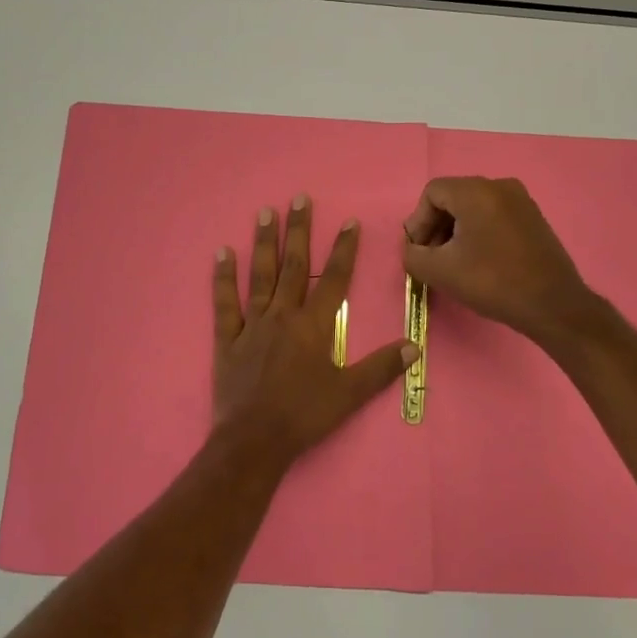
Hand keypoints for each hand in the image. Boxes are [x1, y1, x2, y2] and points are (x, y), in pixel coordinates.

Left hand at [212, 195, 418, 466]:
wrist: (255, 440)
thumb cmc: (305, 416)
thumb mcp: (350, 394)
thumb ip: (381, 367)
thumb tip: (415, 346)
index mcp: (314, 326)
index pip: (335, 279)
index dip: (344, 249)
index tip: (350, 222)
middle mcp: (284, 315)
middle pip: (295, 265)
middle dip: (300, 230)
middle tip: (299, 197)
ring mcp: (252, 324)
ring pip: (260, 275)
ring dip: (263, 242)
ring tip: (264, 212)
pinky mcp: (227, 337)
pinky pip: (224, 301)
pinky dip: (222, 277)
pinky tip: (221, 252)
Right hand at [402, 177, 595, 343]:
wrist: (552, 305)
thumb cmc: (492, 282)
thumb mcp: (440, 272)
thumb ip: (413, 256)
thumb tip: (412, 250)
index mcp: (476, 191)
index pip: (432, 193)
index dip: (418, 222)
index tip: (418, 251)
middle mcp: (500, 186)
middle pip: (453, 197)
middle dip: (435, 226)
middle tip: (431, 258)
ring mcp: (521, 200)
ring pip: (474, 207)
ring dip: (456, 230)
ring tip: (453, 262)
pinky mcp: (533, 217)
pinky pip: (494, 215)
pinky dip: (478, 232)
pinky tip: (478, 260)